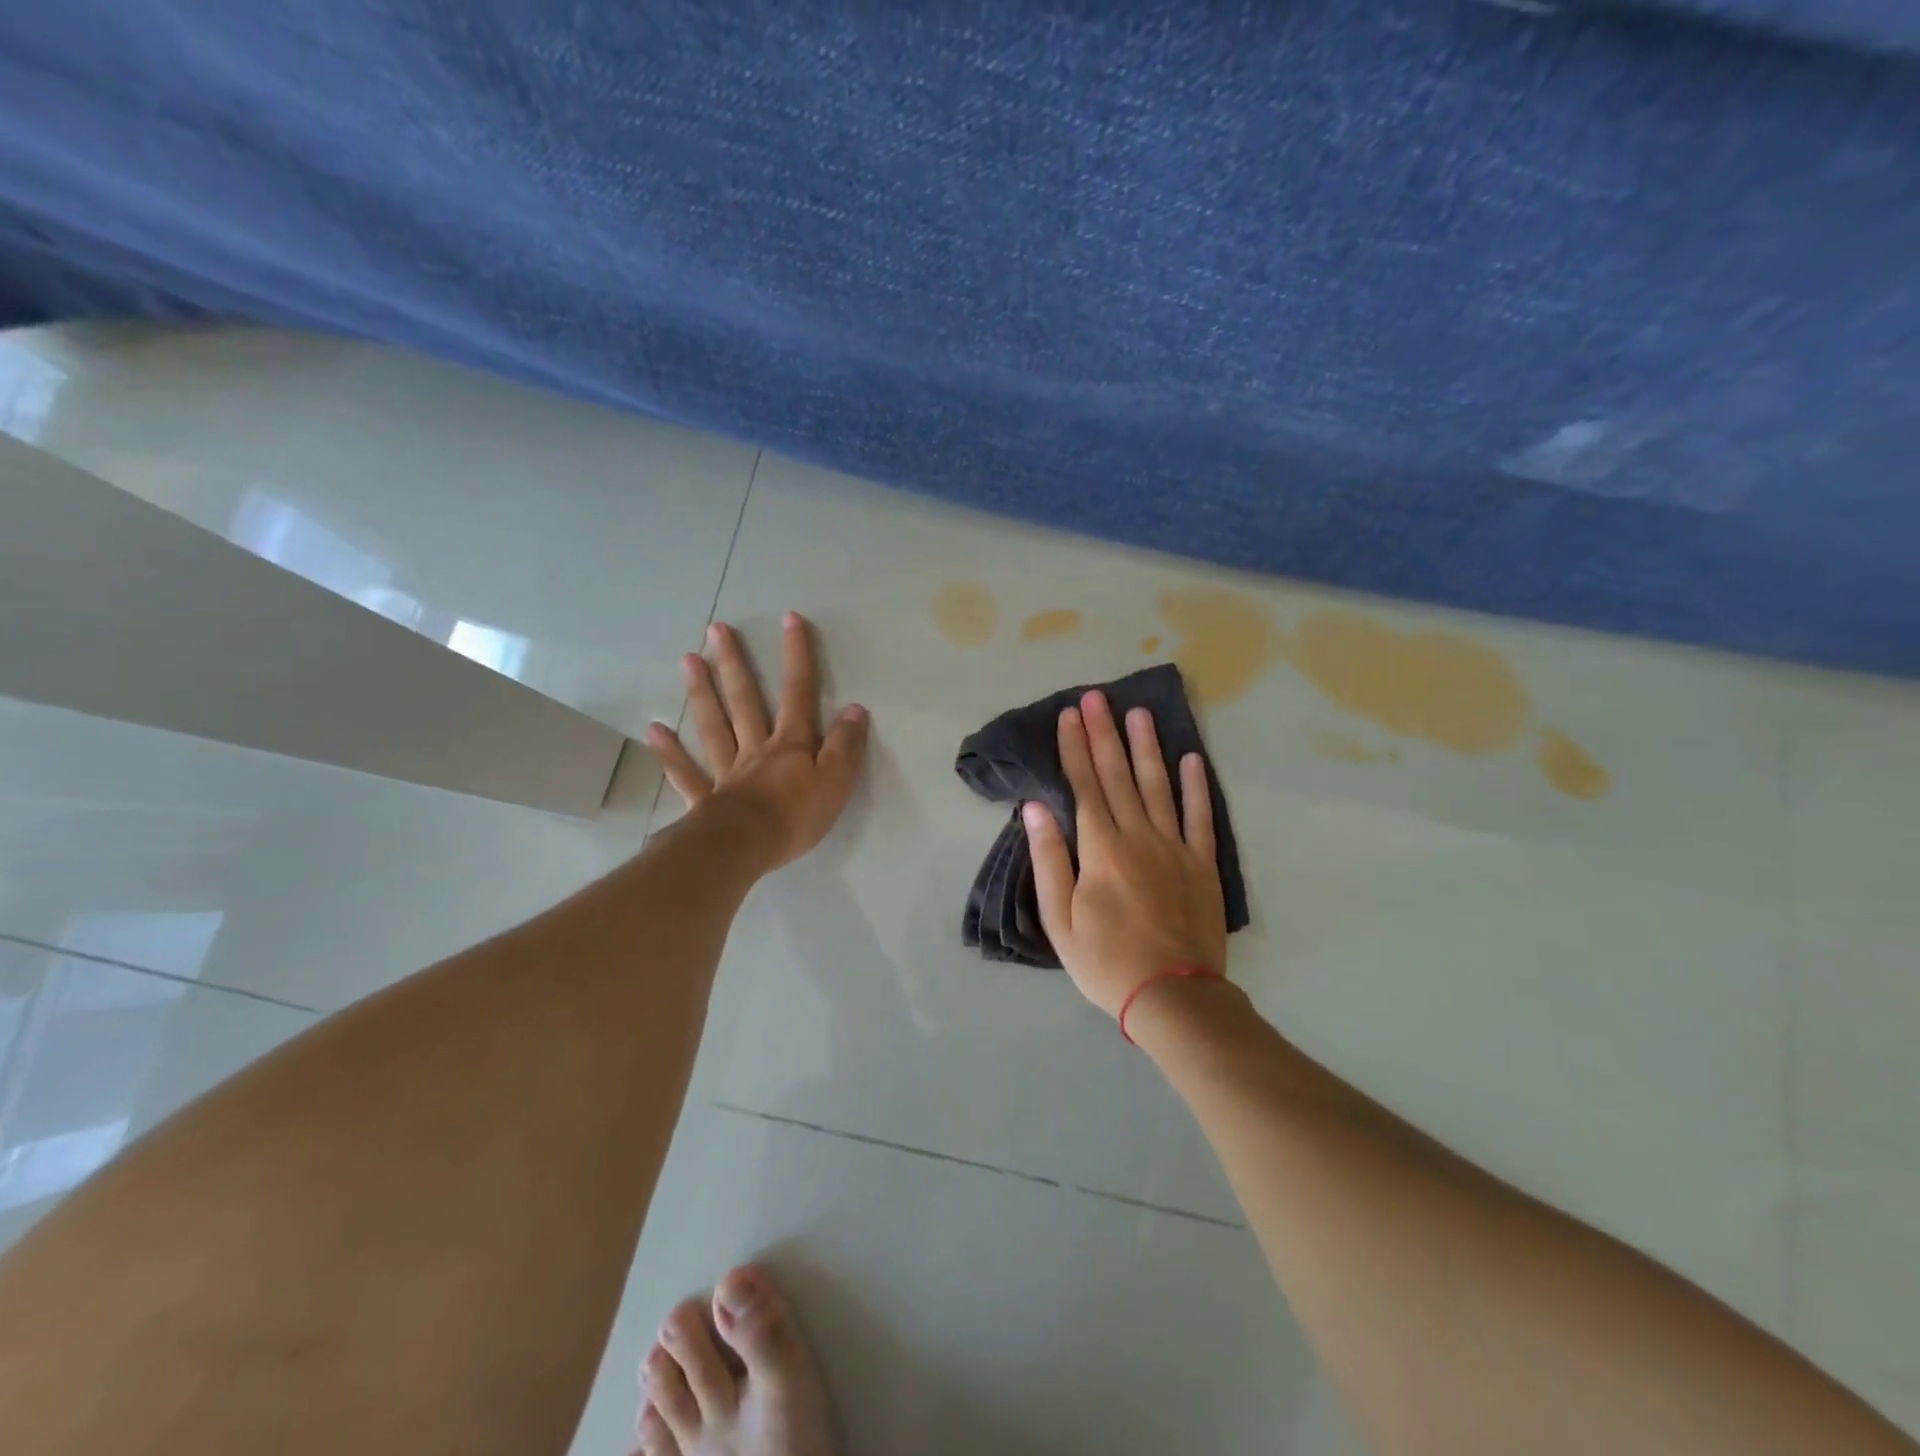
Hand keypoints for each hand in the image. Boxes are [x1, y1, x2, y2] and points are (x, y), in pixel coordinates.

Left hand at [646, 613, 868, 871]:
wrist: (745, 848)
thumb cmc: (795, 817)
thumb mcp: (835, 782)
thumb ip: (845, 746)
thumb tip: (855, 709)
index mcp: (790, 745)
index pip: (798, 693)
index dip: (797, 656)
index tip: (789, 619)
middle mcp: (755, 749)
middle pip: (744, 700)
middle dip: (734, 664)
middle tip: (716, 629)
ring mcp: (726, 771)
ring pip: (713, 726)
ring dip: (701, 693)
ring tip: (688, 660)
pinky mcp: (706, 799)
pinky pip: (686, 772)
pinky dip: (670, 752)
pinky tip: (656, 729)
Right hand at [1023, 691, 1227, 1018]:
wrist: (1173, 995)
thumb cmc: (1105, 960)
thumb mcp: (1059, 919)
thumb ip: (1049, 860)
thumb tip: (1036, 809)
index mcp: (1101, 848)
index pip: (1084, 785)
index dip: (1075, 747)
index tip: (1070, 714)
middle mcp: (1138, 836)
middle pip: (1119, 775)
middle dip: (1105, 733)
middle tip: (1097, 697)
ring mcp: (1175, 847)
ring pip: (1159, 785)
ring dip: (1147, 747)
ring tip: (1139, 713)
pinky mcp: (1202, 863)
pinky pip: (1200, 816)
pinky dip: (1195, 786)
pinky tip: (1191, 758)